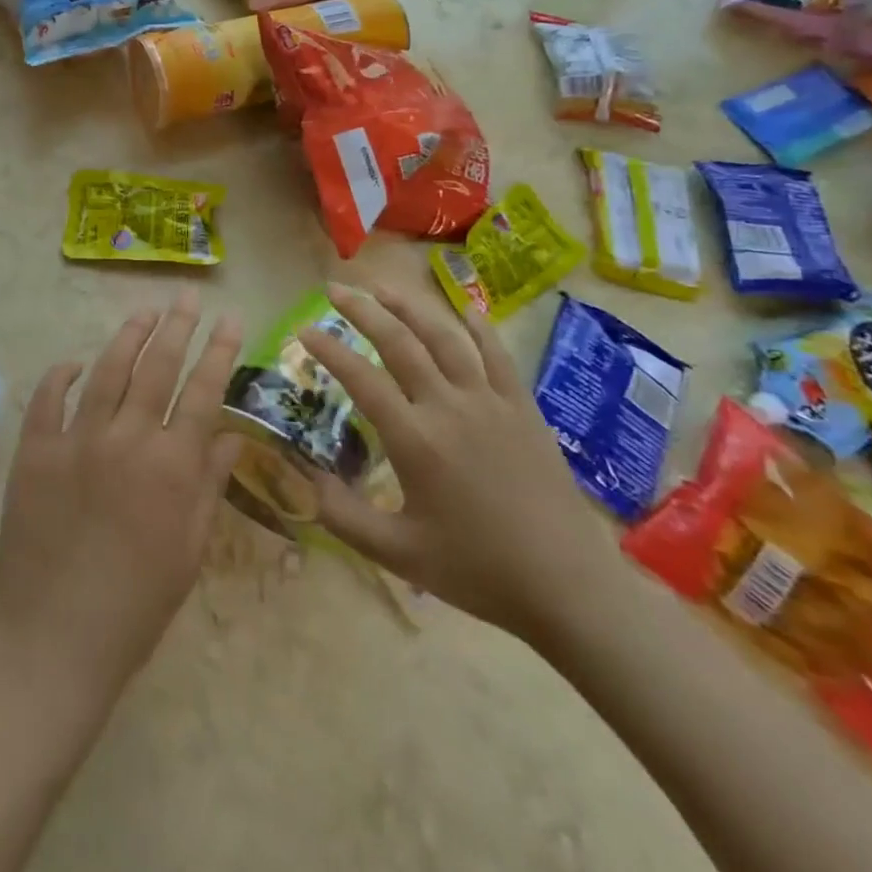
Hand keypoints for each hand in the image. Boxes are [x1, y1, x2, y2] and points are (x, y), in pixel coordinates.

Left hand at [0, 289, 243, 710]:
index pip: (204, 390)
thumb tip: (231, 434)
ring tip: (144, 311)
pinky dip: (62, 375)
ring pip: (107, 371)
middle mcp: (126, 439)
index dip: (220, 350)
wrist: (54, 641)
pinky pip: (48, 398)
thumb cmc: (136, 606)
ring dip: (128, 336)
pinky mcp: (34, 451)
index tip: (231, 318)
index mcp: (171, 466)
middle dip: (177, 325)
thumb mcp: (190, 550)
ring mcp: (75, 440)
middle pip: (157, 366)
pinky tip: (75, 362)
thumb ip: (209, 483)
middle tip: (186, 296)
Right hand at [300, 282, 618, 645]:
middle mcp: (448, 406)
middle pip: (399, 342)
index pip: (361, 379)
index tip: (304, 329)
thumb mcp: (398, 554)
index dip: (328, 350)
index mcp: (415, 439)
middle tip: (336, 289)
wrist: (567, 585)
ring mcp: (489, 401)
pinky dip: (478, 326)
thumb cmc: (478, 570)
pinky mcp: (522, 407)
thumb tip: (306, 479)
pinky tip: (465, 309)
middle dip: (362, 311)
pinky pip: (497, 354)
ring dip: (410, 306)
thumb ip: (343, 516)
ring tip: (384, 287)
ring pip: (444, 337)